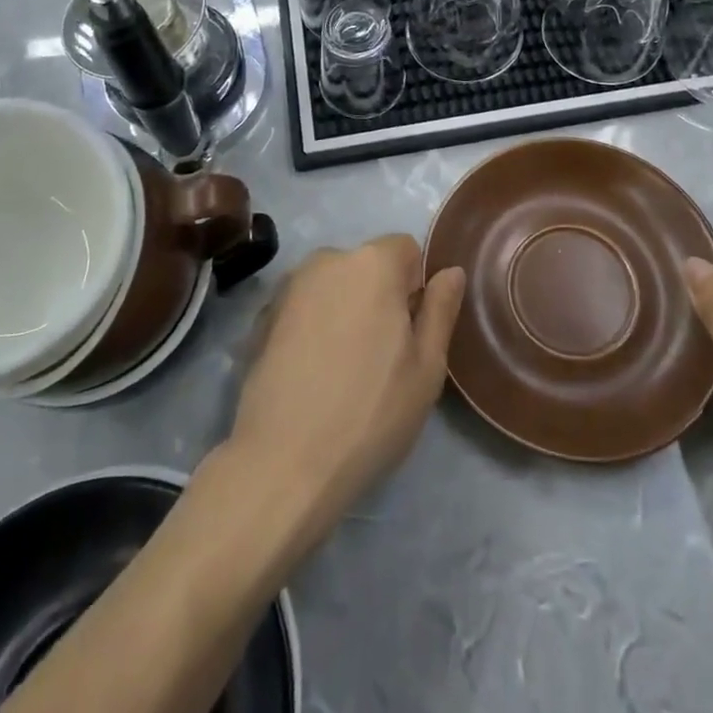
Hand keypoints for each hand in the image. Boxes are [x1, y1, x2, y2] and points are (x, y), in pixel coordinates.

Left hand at [226, 234, 464, 543]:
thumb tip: (451, 271)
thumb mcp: (427, 367)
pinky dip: (312, 327)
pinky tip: (311, 375)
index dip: (415, 286)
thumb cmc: (370, 414)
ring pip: (333, 287)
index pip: (406, 249)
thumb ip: (441, 309)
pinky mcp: (261, 317)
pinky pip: (303, 308)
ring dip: (344, 311)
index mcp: (372, 263)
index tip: (411, 332)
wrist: (282, 463)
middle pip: (367, 266)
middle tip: (381, 357)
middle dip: (378, 297)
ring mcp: (288, 287)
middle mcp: (327, 259)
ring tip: (342, 369)